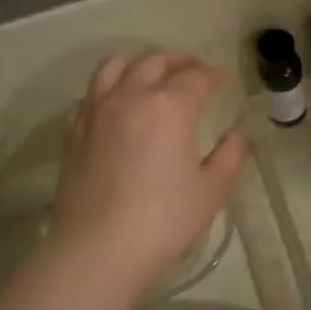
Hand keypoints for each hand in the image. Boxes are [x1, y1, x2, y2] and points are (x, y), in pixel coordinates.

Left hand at [47, 51, 247, 293]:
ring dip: (139, 63)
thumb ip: (230, 156)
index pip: (196, 76)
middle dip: (179, 60)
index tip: (224, 79)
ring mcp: (96, 110)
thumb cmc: (163, 220)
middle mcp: (130, 96)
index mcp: (169, 106)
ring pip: (115, 66)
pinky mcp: (73, 131)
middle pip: (155, 61)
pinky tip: (115, 105)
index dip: (214, 74)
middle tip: (194, 70)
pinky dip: (108, 89)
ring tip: (151, 74)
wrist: (98, 249)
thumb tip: (237, 134)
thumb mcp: (211, 191)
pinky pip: (90, 94)